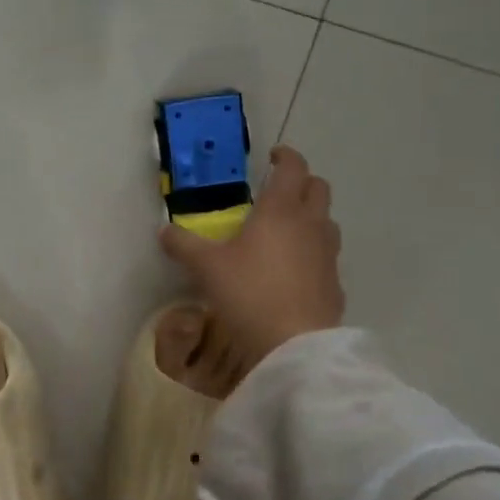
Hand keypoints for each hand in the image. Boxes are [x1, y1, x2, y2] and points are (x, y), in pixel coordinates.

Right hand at [159, 145, 342, 361]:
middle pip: (318, 188)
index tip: (272, 156)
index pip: (293, 167)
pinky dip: (314, 252)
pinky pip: (328, 256)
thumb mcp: (206, 268)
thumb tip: (164, 231)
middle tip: (278, 191)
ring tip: (286, 230)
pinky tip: (295, 270)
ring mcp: (328, 254)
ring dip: (311, 216)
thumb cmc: (249, 293)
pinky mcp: (335, 283)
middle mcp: (310, 225)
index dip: (285, 156)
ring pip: (327, 221)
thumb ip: (183, 245)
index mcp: (281, 210)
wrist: (295, 344)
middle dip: (302, 182)